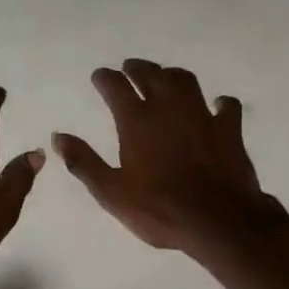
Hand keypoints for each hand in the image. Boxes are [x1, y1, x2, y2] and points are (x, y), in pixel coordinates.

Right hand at [52, 59, 283, 255]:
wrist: (218, 220)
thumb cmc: (159, 210)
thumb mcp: (112, 193)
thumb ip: (84, 162)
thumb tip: (59, 137)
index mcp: (137, 121)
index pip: (116, 86)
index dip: (106, 78)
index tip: (99, 76)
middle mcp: (168, 108)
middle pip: (151, 75)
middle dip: (137, 68)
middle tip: (130, 68)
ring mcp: (202, 115)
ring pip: (186, 81)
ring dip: (172, 75)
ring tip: (165, 77)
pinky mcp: (229, 129)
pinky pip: (226, 106)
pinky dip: (219, 103)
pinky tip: (216, 106)